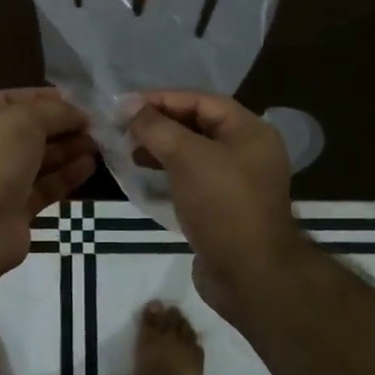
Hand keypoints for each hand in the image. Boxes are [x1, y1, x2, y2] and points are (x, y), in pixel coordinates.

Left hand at [0, 88, 96, 275]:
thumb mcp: (23, 120)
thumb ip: (53, 111)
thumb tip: (78, 113)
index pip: (5, 101)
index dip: (39, 98)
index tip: (74, 99)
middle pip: (23, 132)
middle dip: (58, 126)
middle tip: (91, 124)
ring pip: (35, 161)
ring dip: (66, 150)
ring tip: (96, 144)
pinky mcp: (12, 211)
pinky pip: (42, 188)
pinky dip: (64, 176)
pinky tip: (88, 166)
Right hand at [126, 91, 310, 320]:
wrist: (250, 275)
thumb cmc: (222, 206)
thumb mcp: (187, 157)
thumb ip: (157, 128)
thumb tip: (130, 107)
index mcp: (250, 132)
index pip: (202, 101)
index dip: (163, 99)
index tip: (126, 105)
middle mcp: (248, 152)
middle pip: (198, 126)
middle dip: (161, 124)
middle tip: (124, 129)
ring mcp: (238, 183)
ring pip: (194, 154)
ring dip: (162, 149)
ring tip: (130, 153)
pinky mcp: (225, 209)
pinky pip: (193, 181)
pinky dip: (170, 175)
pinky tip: (146, 179)